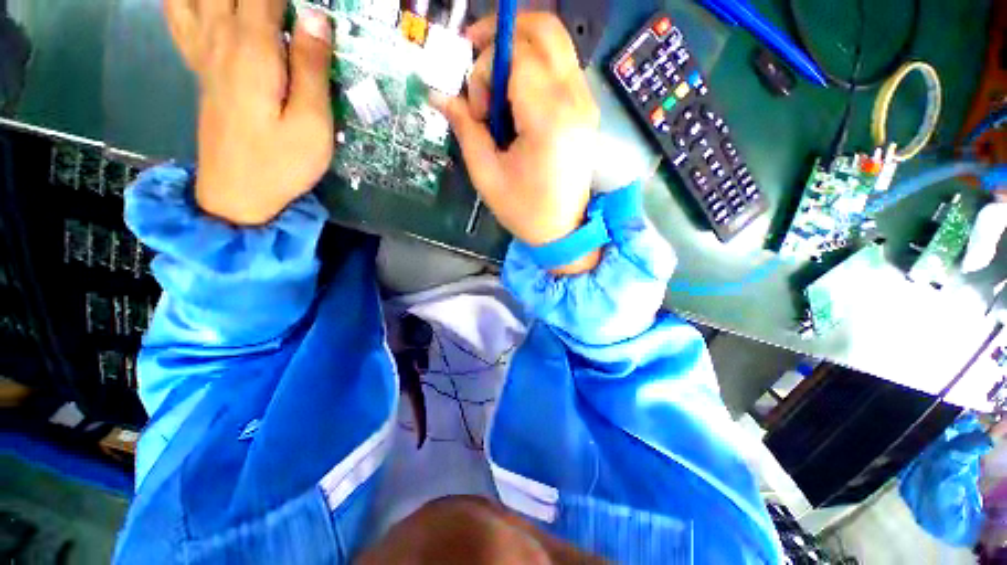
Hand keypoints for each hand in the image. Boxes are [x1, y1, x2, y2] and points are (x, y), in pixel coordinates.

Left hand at [164, 0, 333, 224]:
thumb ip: (312, 68)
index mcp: (253, 49)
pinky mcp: (200, 66)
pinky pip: (178, 14)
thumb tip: (316, 16)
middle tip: (282, 7)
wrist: (238, 193)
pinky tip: (203, 5)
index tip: (311, 6)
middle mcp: (221, 38)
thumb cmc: (282, 163)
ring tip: (250, 6)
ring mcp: (204, 51)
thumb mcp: (313, 124)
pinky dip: (185, 1)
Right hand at [432, 14, 600, 274]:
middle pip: (545, 29)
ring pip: (555, 43)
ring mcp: (586, 103)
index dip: (485, 69)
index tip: (476, 106)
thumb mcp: (486, 174)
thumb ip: (465, 127)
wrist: (561, 230)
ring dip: (519, 51)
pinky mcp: (586, 111)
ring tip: (498, 91)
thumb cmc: (524, 210)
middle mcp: (574, 101)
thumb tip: (439, 94)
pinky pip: (561, 67)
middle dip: (503, 34)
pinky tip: (519, 100)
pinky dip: (535, 68)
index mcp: (548, 119)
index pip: (516, 55)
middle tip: (478, 61)